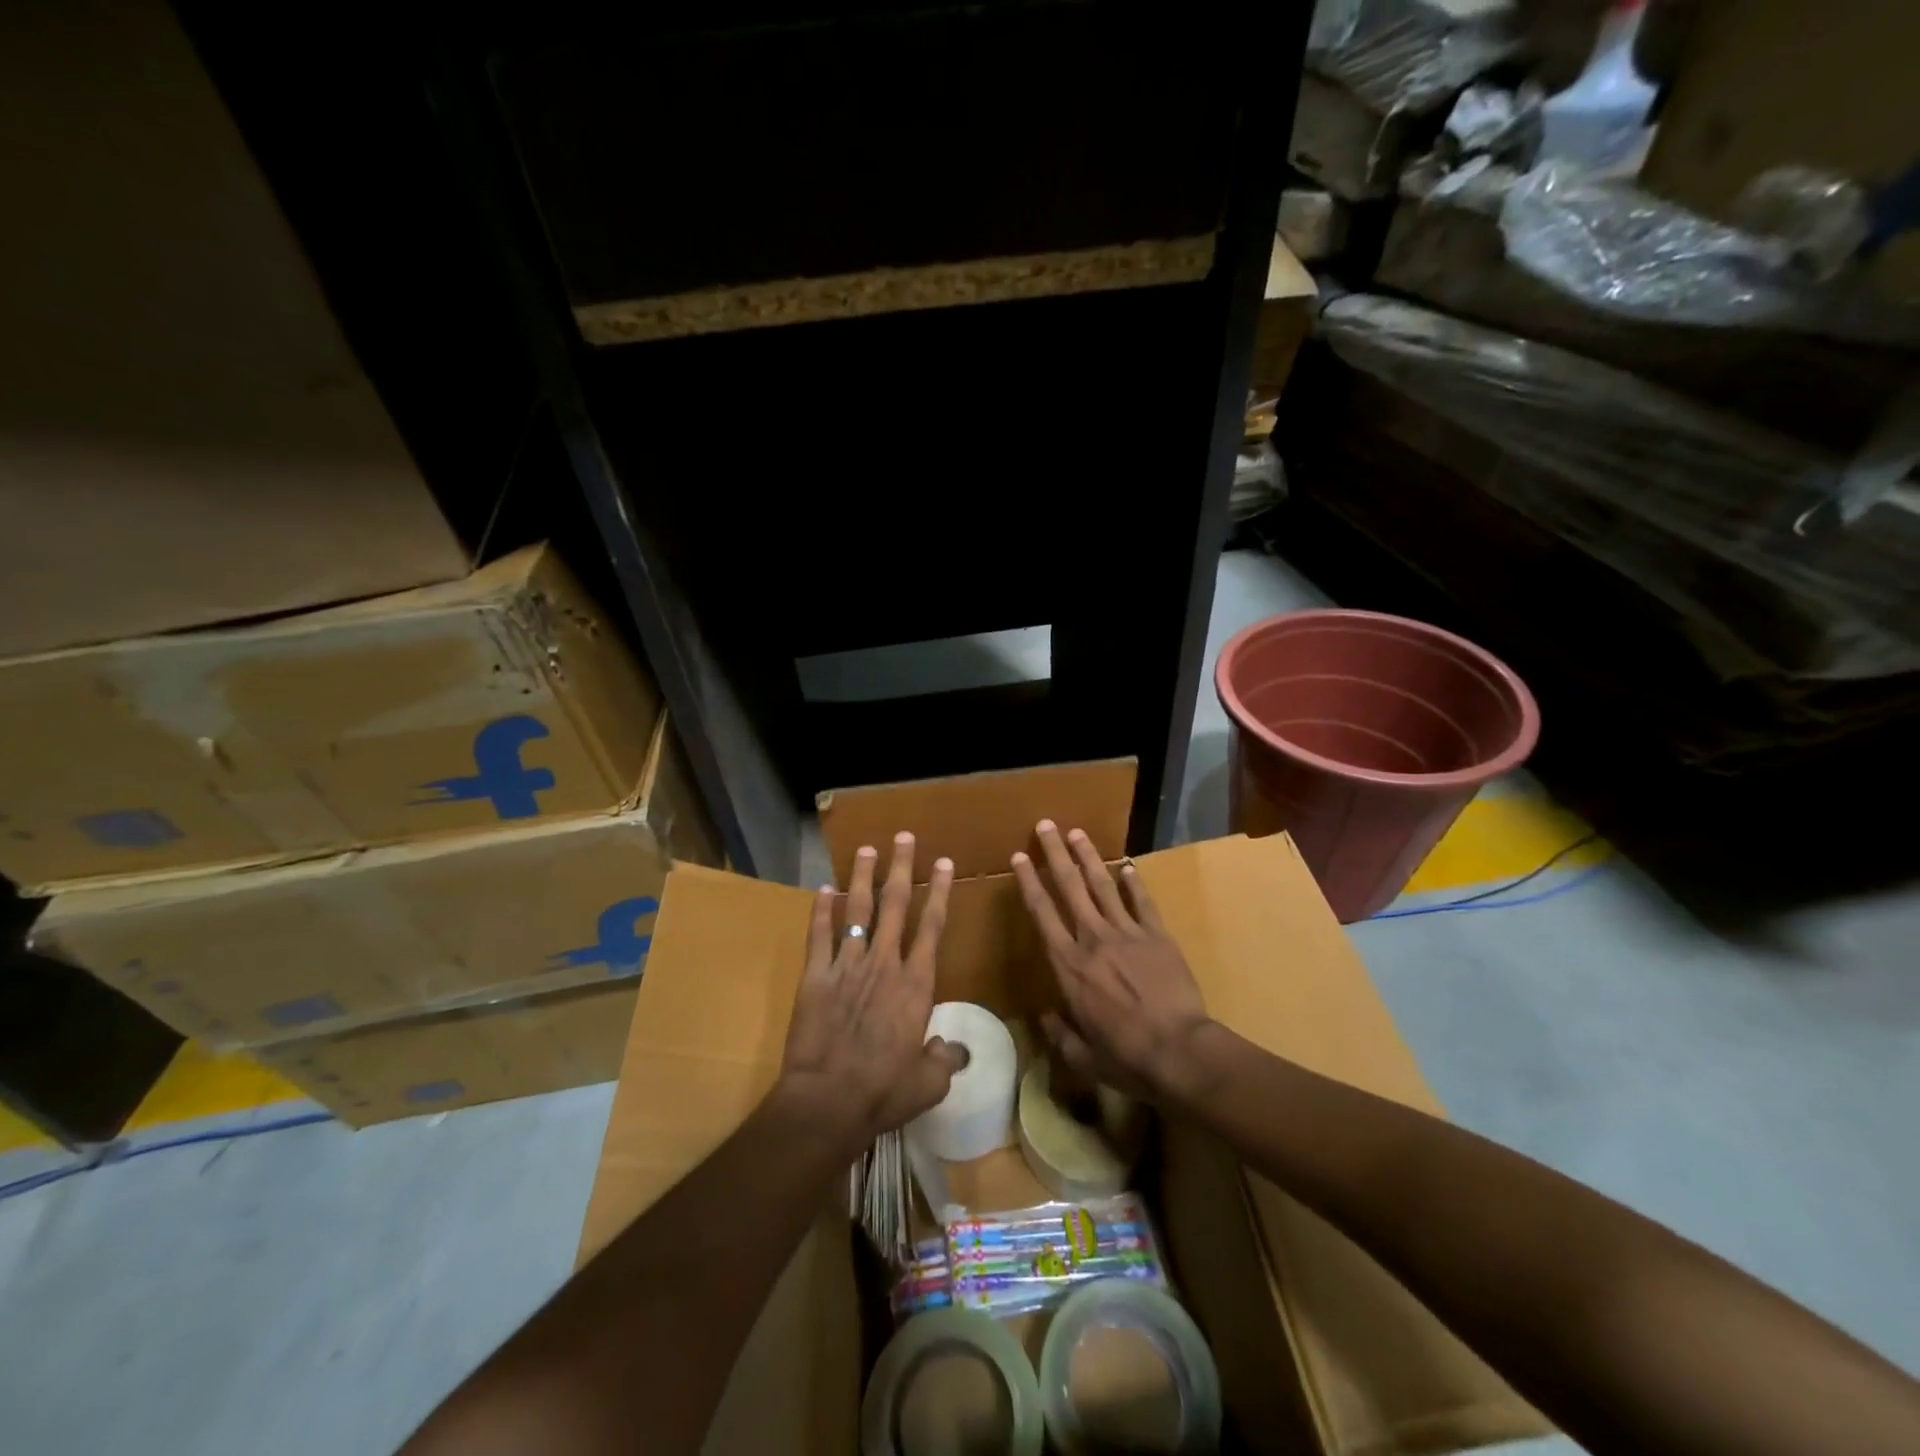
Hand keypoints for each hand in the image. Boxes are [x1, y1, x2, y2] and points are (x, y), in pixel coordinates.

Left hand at [778, 831, 963, 1150]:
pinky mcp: (816, 976)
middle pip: (896, 905)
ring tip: (866, 849)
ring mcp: (847, 965)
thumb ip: (945, 1060)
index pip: (932, 926)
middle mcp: (884, 963)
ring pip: (858, 910)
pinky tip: (823, 889)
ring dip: (863, 877)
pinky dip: (821, 910)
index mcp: (916, 984)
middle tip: (904, 837)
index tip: (943, 862)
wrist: (829, 1100)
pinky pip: (819, 935)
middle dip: (901, 868)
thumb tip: (956, 1050)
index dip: (939, 891)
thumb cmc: (884, 1091)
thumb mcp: (929, 1083)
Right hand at [1010, 821, 1216, 1104]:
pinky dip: (1134, 883)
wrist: (1179, 1051)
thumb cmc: (1124, 1056)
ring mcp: (1128, 933)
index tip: (1019, 856)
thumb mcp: (1081, 1055)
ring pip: (1103, 885)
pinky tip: (1128, 866)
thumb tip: (1045, 1017)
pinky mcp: (1158, 936)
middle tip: (1045, 825)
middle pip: (1069, 887)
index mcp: (1068, 965)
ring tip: (1077, 833)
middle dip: (1055, 853)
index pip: (1042, 913)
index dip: (1029, 881)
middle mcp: (1093, 939)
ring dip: (1089, 857)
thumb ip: (1059, 1033)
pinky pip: (1143, 902)